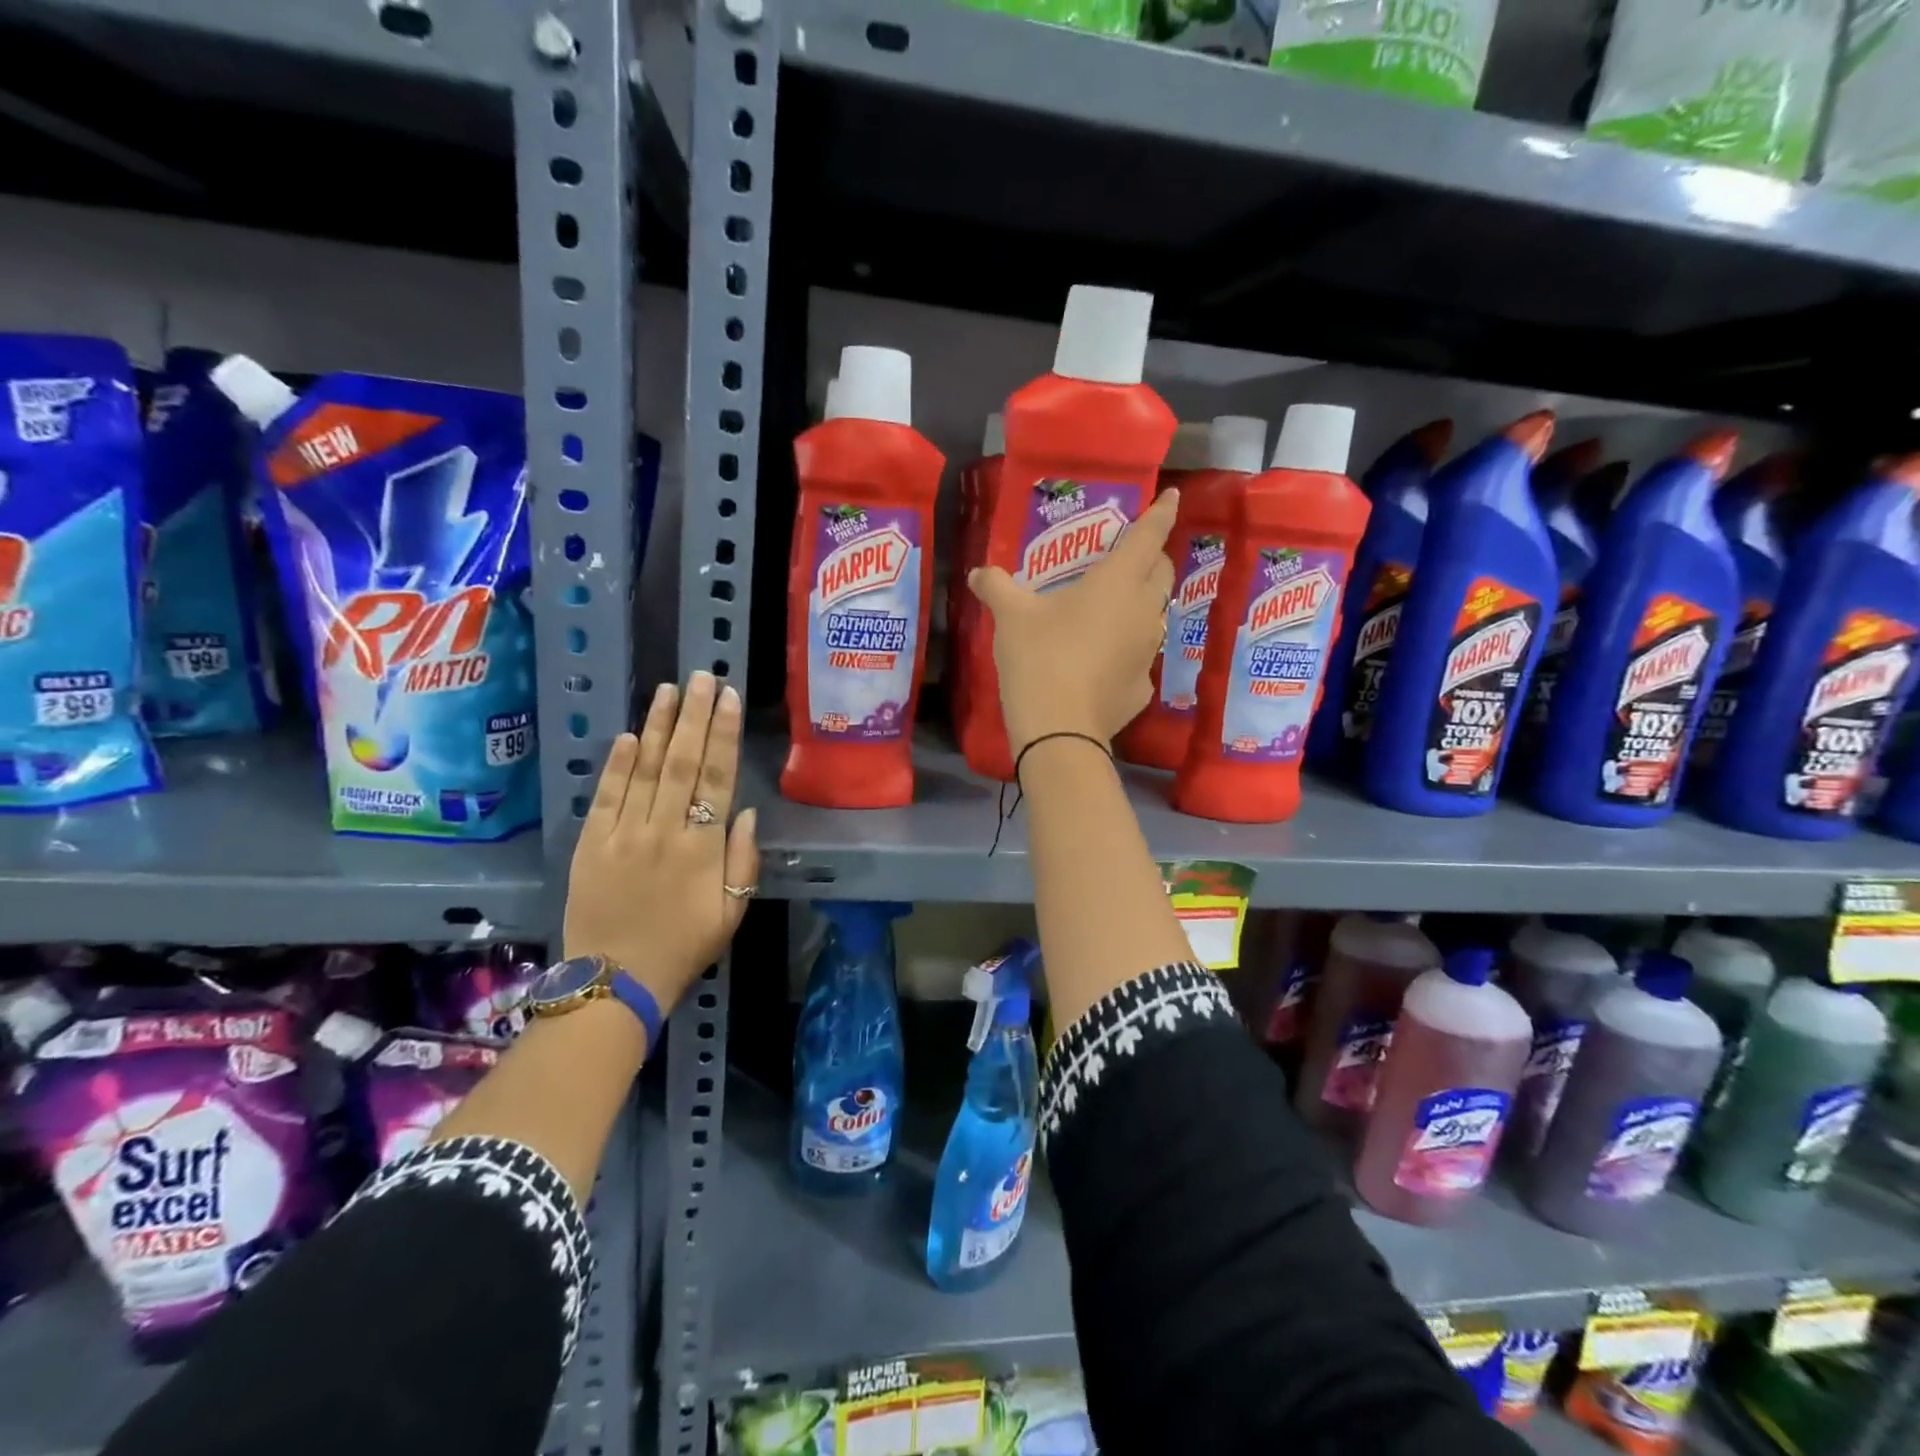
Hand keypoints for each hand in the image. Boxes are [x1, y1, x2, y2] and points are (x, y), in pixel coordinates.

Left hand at [563, 671, 759, 1016]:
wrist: (615, 983)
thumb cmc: (683, 948)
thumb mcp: (732, 913)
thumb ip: (743, 861)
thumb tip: (745, 812)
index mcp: (702, 848)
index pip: (717, 778)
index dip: (724, 734)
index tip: (729, 699)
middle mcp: (664, 831)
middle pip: (682, 763)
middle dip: (694, 716)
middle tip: (701, 677)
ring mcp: (623, 835)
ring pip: (644, 770)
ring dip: (658, 727)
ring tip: (669, 691)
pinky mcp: (590, 845)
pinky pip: (606, 796)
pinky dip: (617, 764)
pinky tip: (630, 735)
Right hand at [969, 488, 1178, 757]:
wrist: (1060, 731)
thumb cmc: (1040, 658)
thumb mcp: (1011, 617)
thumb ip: (997, 587)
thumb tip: (978, 572)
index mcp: (1118, 582)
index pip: (1149, 536)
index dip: (1161, 513)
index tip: (1173, 497)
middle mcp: (1143, 611)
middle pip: (1161, 573)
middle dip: (1153, 558)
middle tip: (1131, 555)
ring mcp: (1147, 652)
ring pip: (1154, 615)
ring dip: (1141, 604)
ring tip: (1114, 607)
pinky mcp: (1142, 687)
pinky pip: (1139, 657)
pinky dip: (1126, 649)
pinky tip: (1102, 661)